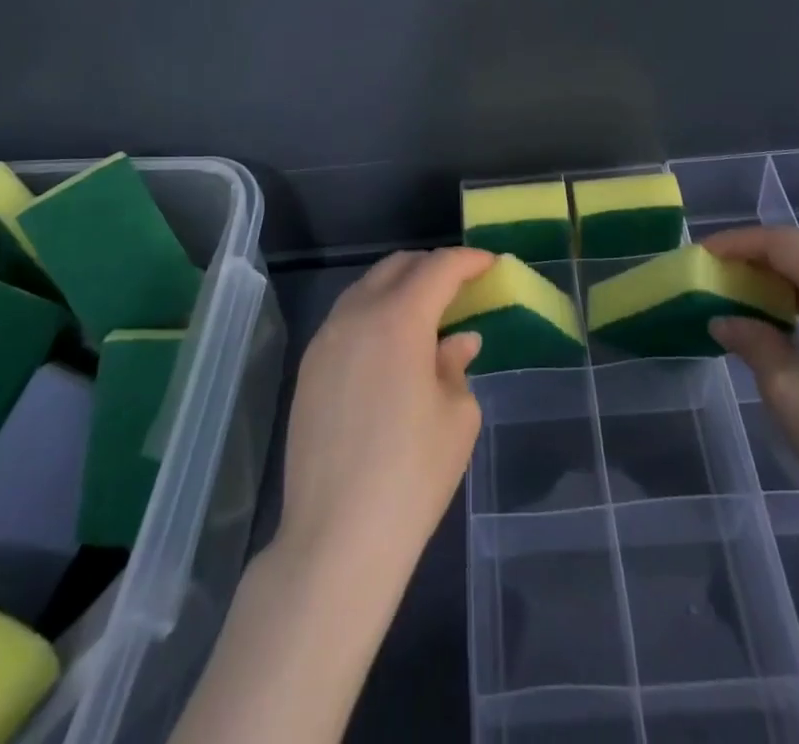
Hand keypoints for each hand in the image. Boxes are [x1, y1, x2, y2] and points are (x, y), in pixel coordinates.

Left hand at [277, 247, 493, 583]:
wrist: (336, 538)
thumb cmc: (411, 475)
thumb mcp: (457, 417)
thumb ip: (456, 365)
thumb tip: (456, 341)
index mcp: (399, 319)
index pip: (438, 268)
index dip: (468, 261)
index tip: (490, 264)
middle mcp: (356, 315)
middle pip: (397, 267)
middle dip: (432, 268)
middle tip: (461, 287)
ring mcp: (326, 340)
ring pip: (367, 288)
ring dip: (400, 288)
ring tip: (427, 315)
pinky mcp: (308, 368)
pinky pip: (347, 318)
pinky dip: (375, 314)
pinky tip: (391, 347)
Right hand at [705, 227, 798, 542]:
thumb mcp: (783, 384)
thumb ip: (750, 338)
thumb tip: (722, 320)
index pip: (784, 244)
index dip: (739, 243)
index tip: (703, 254)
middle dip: (759, 254)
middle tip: (719, 269)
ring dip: (785, 273)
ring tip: (744, 288)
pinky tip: (784, 314)